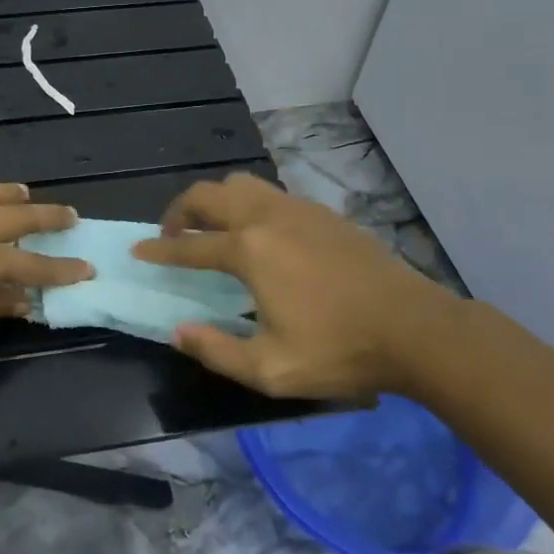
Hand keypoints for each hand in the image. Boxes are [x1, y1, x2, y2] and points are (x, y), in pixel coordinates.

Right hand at [132, 172, 463, 400]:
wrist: (415, 328)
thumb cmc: (340, 350)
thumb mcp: (271, 369)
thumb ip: (216, 350)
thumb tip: (178, 332)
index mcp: (250, 250)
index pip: (190, 245)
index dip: (159, 249)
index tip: (138, 251)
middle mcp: (267, 217)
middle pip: (209, 195)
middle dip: (180, 210)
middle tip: (171, 233)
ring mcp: (298, 209)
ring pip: (241, 184)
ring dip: (215, 200)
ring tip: (211, 227)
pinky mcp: (322, 213)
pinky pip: (270, 194)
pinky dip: (247, 204)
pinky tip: (257, 233)